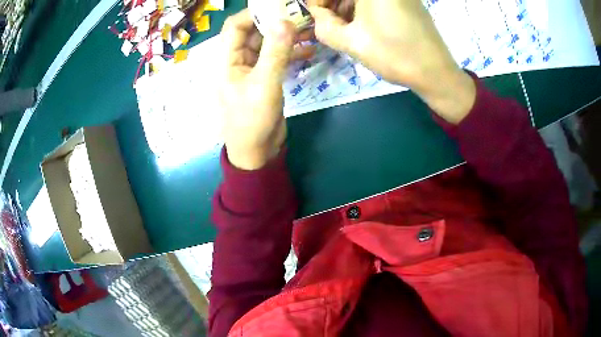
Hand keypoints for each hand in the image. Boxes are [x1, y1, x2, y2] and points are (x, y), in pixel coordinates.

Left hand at [219, 10, 313, 169]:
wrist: (256, 152)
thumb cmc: (252, 120)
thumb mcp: (264, 84)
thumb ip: (275, 52)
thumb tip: (285, 21)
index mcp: (226, 60)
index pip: (235, 26)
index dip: (253, 14)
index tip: (278, 8)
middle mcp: (237, 61)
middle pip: (253, 33)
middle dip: (275, 23)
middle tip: (300, 16)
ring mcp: (252, 70)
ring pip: (267, 45)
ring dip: (286, 38)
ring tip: (309, 30)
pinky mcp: (265, 79)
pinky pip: (276, 59)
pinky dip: (291, 54)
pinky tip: (309, 52)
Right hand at [308, 0, 475, 123]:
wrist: (436, 73)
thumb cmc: (394, 55)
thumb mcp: (351, 42)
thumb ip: (324, 26)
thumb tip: (318, 15)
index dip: (319, 1)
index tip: (317, 16)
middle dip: (334, 4)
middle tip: (328, 22)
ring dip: (348, 6)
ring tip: (344, 27)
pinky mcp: (408, 1)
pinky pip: (378, 0)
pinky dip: (365, 8)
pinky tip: (363, 25)